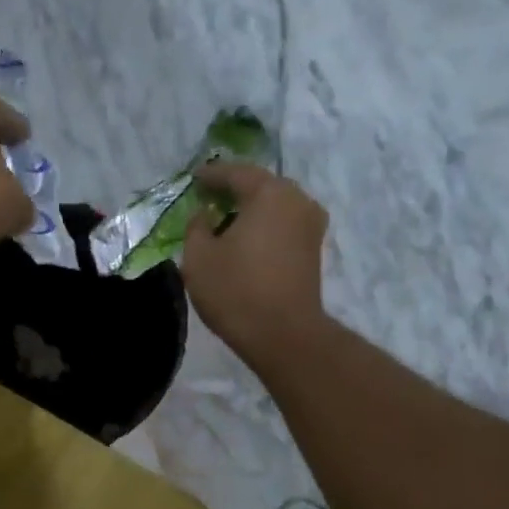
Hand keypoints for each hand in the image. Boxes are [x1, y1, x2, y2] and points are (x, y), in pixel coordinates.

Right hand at [180, 162, 328, 362]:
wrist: (283, 335)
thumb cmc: (236, 291)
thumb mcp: (198, 257)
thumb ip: (197, 227)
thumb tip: (206, 215)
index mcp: (269, 193)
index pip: (235, 173)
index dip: (211, 175)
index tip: (194, 178)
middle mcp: (297, 200)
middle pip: (260, 186)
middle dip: (234, 189)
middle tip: (210, 197)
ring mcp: (311, 225)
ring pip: (275, 206)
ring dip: (251, 210)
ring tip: (226, 220)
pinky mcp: (314, 249)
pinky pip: (284, 225)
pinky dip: (264, 226)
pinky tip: (246, 239)